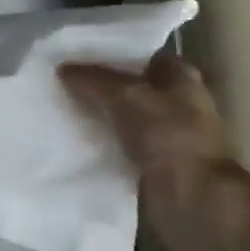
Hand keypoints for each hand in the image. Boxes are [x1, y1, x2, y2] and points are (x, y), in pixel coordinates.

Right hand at [59, 52, 249, 250]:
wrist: (192, 199)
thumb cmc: (169, 136)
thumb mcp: (126, 96)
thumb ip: (93, 80)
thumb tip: (62, 68)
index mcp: (180, 77)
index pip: (140, 54)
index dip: (110, 51)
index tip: (75, 52)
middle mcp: (175, 102)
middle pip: (128, 86)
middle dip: (97, 84)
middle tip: (59, 79)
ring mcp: (164, 134)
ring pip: (120, 116)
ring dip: (96, 114)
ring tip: (57, 105)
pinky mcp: (151, 163)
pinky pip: (117, 144)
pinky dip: (98, 141)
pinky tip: (70, 137)